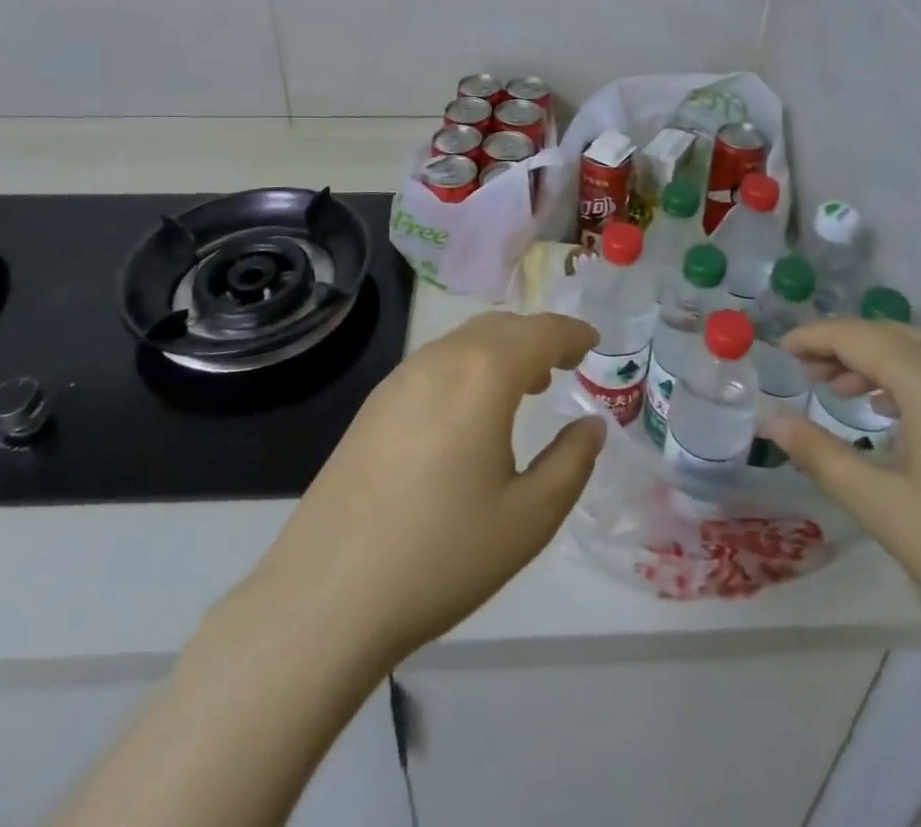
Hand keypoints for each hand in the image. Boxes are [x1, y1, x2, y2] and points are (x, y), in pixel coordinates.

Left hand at [241, 311, 604, 664]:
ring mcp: (399, 378)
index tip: (593, 343)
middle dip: (537, 337)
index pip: (540, 331)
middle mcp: (440, 360)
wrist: (327, 594)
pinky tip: (469, 414)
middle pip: (500, 326)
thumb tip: (591, 426)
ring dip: (501, 350)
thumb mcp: (528, 519)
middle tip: (563, 366)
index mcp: (483, 375)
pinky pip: (435, 363)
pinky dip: (467, 367)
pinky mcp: (373, 404)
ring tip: (523, 387)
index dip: (572, 332)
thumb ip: (571, 463)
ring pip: (464, 341)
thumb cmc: (441, 555)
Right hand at [760, 319, 920, 682]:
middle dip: (844, 347)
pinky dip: (916, 380)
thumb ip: (819, 455)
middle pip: (892, 336)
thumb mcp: (883, 507)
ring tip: (845, 392)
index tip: (781, 349)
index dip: (814, 338)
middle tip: (806, 373)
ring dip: (880, 363)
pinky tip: (903, 416)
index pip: (857, 336)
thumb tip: (770, 422)